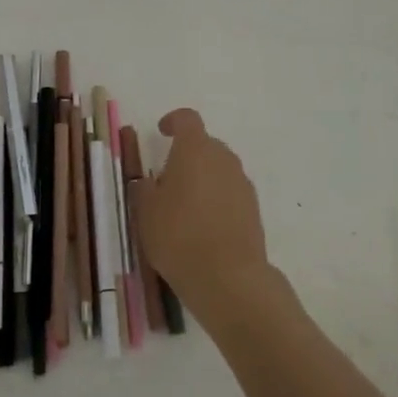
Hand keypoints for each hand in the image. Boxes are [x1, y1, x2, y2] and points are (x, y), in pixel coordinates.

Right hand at [133, 109, 274, 321]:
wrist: (228, 277)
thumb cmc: (179, 235)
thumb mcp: (146, 212)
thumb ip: (144, 189)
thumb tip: (148, 182)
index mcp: (195, 149)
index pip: (187, 119)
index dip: (173, 121)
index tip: (162, 131)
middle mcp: (223, 158)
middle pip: (205, 144)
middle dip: (187, 155)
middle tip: (167, 181)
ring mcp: (242, 182)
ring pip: (219, 169)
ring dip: (203, 178)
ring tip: (185, 207)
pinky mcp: (253, 208)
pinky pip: (230, 191)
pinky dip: (217, 198)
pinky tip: (204, 225)